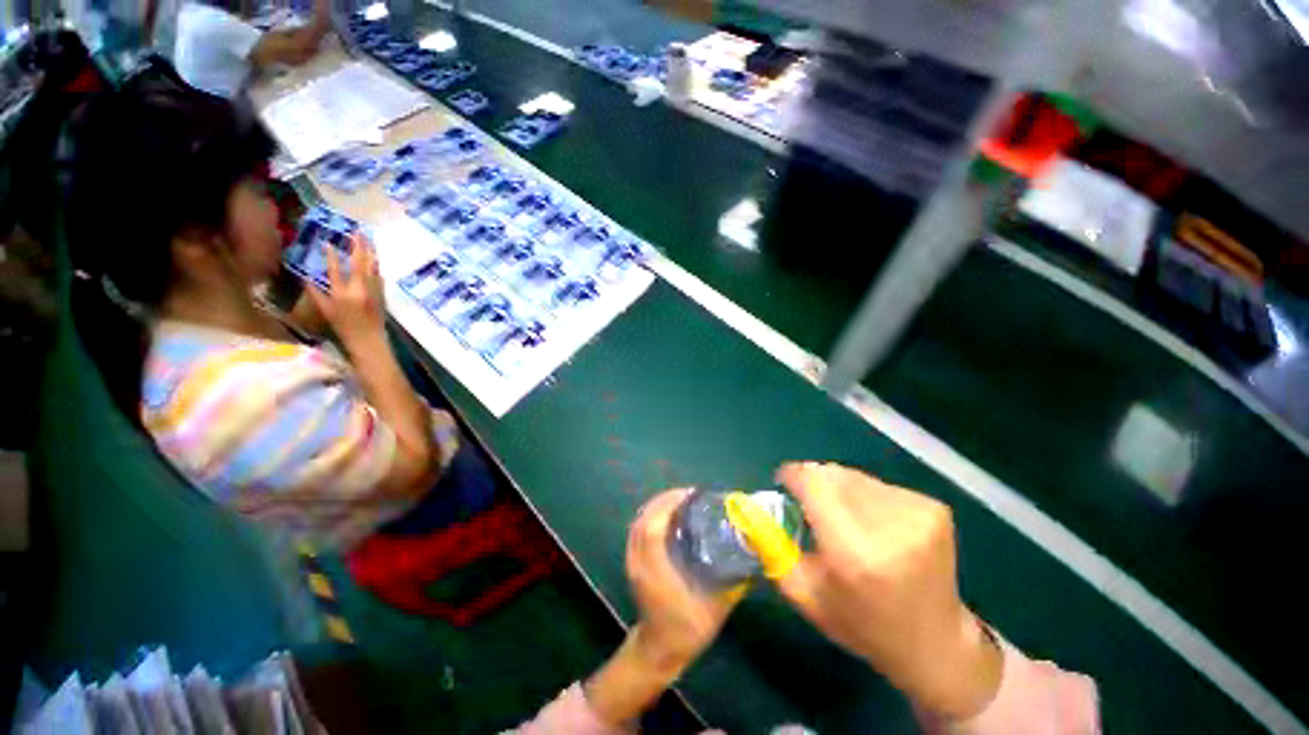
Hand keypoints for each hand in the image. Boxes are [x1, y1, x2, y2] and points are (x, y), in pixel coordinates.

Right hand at [306, 234, 386, 347]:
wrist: (369, 339)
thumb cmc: (343, 327)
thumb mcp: (324, 310)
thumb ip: (315, 293)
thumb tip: (305, 276)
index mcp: (341, 294)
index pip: (335, 270)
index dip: (331, 256)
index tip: (328, 243)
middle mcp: (359, 290)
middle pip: (359, 263)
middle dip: (358, 246)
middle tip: (357, 232)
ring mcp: (373, 291)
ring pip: (372, 267)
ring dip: (370, 252)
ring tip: (368, 239)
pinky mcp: (382, 294)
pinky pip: (379, 276)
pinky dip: (376, 265)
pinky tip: (375, 257)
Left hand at [585, 490, 741, 725]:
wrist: (660, 650)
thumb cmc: (688, 629)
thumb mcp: (716, 606)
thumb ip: (735, 579)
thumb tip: (752, 550)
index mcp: (655, 571)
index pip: (653, 528)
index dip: (668, 505)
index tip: (690, 494)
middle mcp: (639, 562)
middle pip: (643, 519)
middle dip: (664, 499)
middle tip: (689, 494)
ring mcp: (632, 561)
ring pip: (638, 522)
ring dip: (657, 505)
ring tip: (680, 500)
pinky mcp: (632, 562)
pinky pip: (637, 529)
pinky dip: (651, 515)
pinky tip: (668, 515)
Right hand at [774, 463, 1002, 719]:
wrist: (936, 644)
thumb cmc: (862, 626)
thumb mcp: (805, 595)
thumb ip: (772, 547)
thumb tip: (753, 509)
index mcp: (854, 553)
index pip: (814, 484)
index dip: (793, 475)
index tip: (783, 481)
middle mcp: (889, 527)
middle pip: (833, 474)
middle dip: (813, 481)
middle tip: (809, 502)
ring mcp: (917, 514)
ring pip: (854, 476)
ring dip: (838, 487)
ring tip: (841, 514)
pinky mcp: (934, 508)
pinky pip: (879, 485)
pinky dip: (864, 495)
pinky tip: (870, 520)